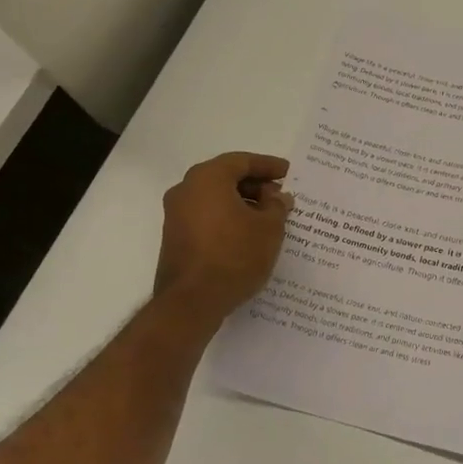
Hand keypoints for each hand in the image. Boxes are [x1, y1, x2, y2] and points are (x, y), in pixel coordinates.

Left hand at [152, 152, 293, 320]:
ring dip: (241, 202)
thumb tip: (278, 197)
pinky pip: (206, 215)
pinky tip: (247, 232)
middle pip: (226, 177)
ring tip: (268, 216)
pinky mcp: (174, 237)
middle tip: (279, 195)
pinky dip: (227, 217)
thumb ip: (277, 206)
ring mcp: (176, 214)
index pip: (242, 161)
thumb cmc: (235, 255)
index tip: (288, 172)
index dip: (268, 165)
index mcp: (207, 178)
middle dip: (255, 184)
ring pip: (214, 197)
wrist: (192, 302)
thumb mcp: (269, 228)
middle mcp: (186, 189)